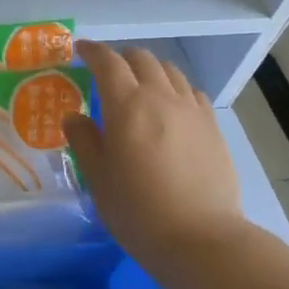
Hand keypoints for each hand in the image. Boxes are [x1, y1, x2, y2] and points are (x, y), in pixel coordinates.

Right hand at [62, 40, 246, 264]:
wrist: (200, 238)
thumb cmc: (138, 210)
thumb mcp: (98, 178)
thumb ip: (85, 141)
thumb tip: (74, 117)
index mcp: (127, 105)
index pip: (107, 63)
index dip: (92, 52)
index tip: (80, 50)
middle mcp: (161, 97)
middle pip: (142, 60)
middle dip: (122, 58)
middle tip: (108, 71)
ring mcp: (192, 111)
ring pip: (171, 72)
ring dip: (150, 70)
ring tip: (140, 85)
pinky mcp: (213, 128)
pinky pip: (192, 93)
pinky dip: (175, 89)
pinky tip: (171, 107)